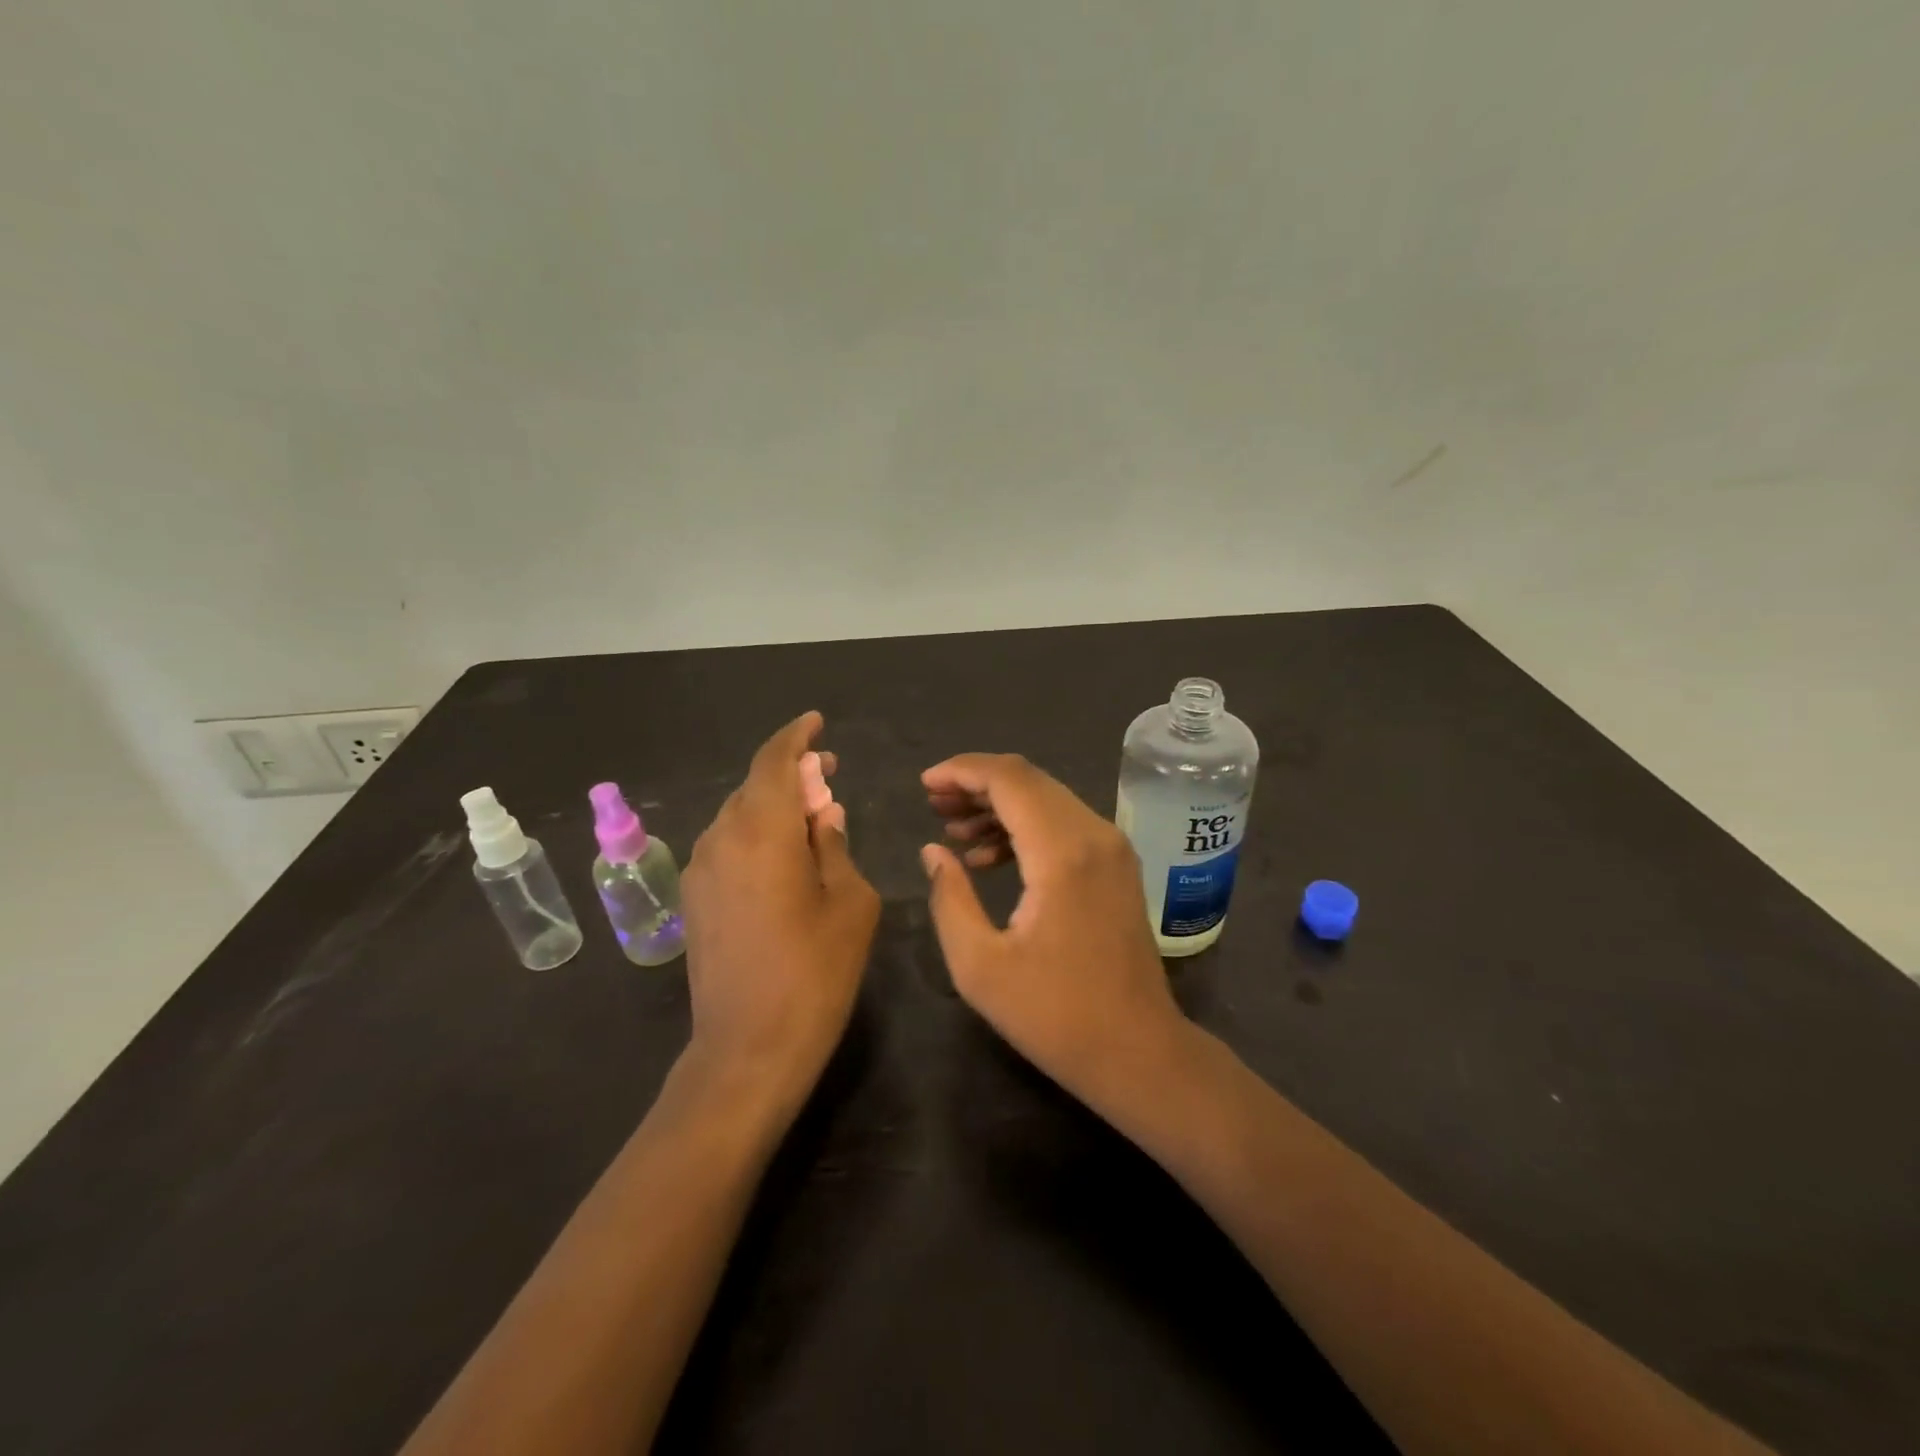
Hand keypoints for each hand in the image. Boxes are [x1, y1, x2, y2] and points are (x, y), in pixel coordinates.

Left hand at [681, 712, 879, 1110]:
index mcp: (762, 831)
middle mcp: (721, 839)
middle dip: (790, 773)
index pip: (774, 761)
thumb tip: (823, 815)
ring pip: (738, 816)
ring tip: (810, 818)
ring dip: (772, 806)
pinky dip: (756, 835)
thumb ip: (834, 846)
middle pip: (754, 786)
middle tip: (828, 775)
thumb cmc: (814, 972)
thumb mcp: (849, 902)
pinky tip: (783, 858)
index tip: (817, 723)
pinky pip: (727, 847)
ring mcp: (701, 871)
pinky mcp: (694, 900)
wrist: (747, 1049)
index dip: (796, 737)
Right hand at [920, 753, 1187, 1103]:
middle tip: (933, 804)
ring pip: (1048, 799)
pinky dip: (1025, 828)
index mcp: (1062, 853)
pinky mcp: (1118, 866)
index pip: (1009, 779)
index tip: (925, 783)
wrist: (1138, 1051)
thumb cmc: (1054, 1015)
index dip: (962, 771)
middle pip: (1029, 780)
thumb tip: (934, 851)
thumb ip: (949, 898)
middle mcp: (1094, 835)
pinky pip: (1064, 824)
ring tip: (953, 831)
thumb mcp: (979, 966)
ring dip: (999, 805)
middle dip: (976, 784)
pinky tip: (989, 858)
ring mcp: (1113, 848)